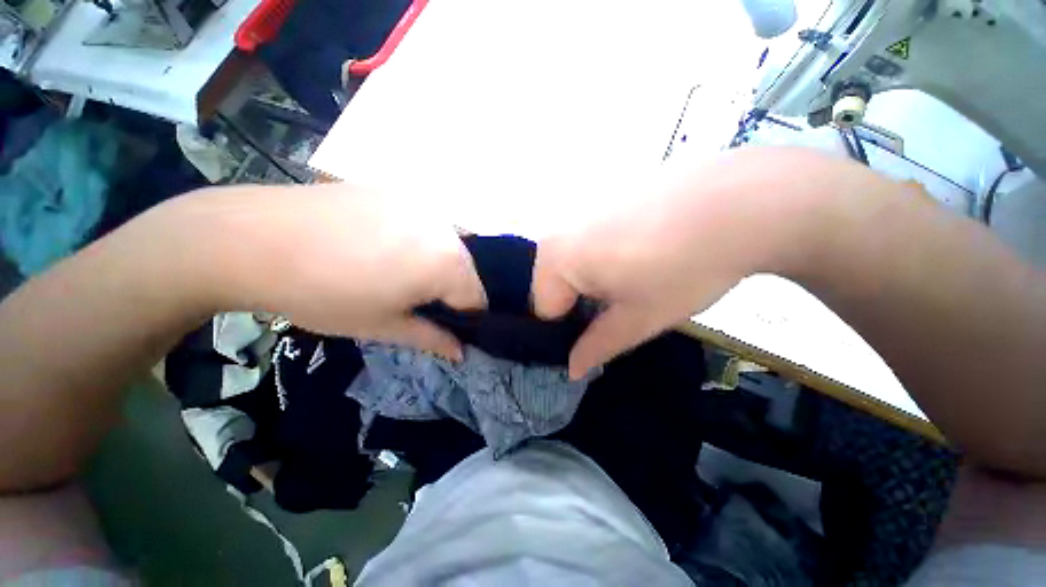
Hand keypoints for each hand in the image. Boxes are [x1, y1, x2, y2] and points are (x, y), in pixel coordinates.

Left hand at [157, 183, 485, 359]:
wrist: (252, 239)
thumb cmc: (325, 294)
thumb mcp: (384, 326)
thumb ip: (432, 339)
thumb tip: (461, 353)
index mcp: (448, 262)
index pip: (477, 299)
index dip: (463, 319)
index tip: (439, 325)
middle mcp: (445, 227)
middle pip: (465, 270)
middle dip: (448, 290)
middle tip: (412, 300)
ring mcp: (420, 204)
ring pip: (445, 246)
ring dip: (433, 264)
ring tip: (392, 272)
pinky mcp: (396, 191)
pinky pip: (422, 225)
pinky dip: (415, 241)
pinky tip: (378, 246)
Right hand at [532, 148, 824, 377]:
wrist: (742, 201)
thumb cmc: (683, 268)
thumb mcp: (638, 319)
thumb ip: (597, 347)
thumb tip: (572, 369)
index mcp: (556, 259)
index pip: (542, 311)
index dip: (566, 332)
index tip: (594, 340)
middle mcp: (559, 230)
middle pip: (553, 285)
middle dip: (577, 306)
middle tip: (616, 312)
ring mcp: (582, 210)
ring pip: (571, 263)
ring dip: (591, 282)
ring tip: (631, 285)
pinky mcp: (605, 199)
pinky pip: (589, 242)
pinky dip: (603, 259)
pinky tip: (640, 257)